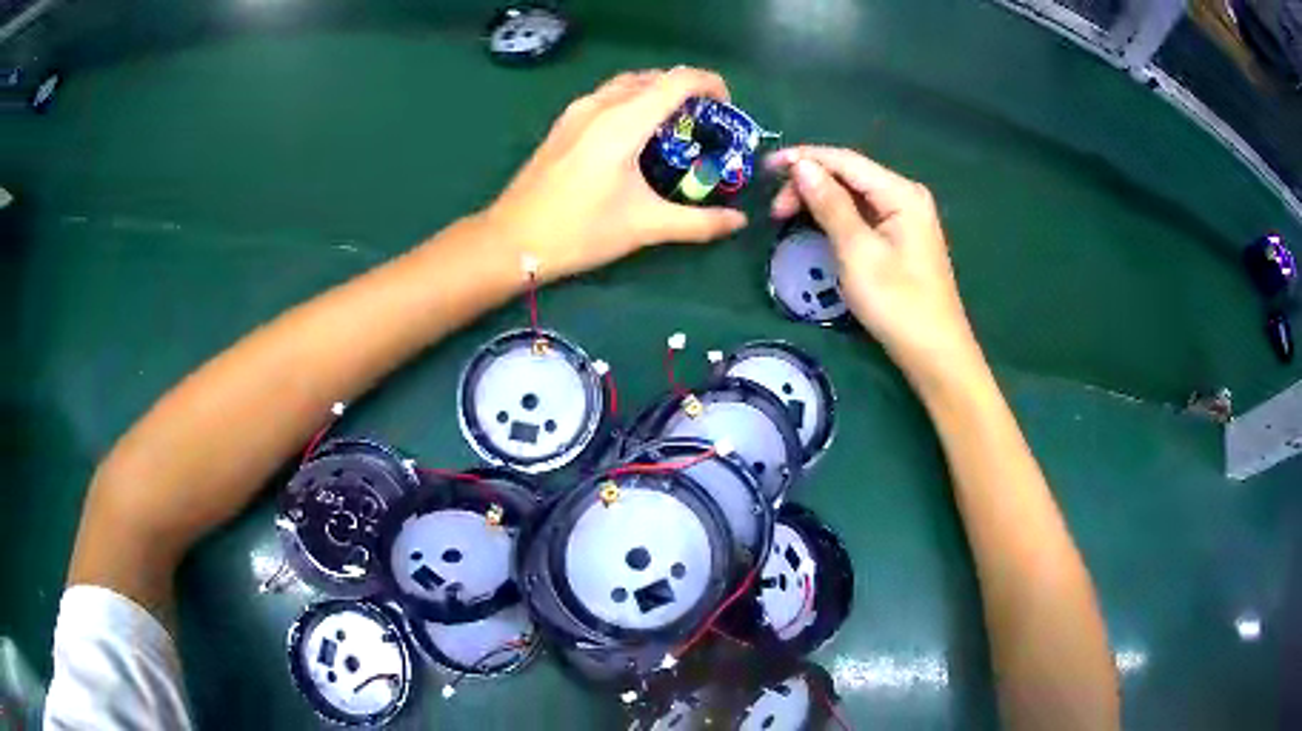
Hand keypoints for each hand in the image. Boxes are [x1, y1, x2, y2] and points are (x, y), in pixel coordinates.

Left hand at [482, 68, 748, 282]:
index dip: (711, 84)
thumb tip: (739, 221)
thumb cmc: (579, 231)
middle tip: (706, 121)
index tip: (728, 107)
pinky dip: (633, 101)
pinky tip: (637, 134)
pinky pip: (607, 96)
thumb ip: (698, 222)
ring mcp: (577, 111)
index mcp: (623, 121)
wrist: (511, 240)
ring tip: (676, 125)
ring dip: (658, 93)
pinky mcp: (563, 124)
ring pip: (628, 84)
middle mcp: (600, 105)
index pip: (678, 80)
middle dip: (687, 90)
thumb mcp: (644, 226)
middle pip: (654, 77)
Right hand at [766, 146, 981, 382]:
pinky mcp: (901, 237)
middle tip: (776, 210)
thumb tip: (801, 165)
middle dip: (809, 182)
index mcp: (901, 193)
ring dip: (819, 199)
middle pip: (849, 174)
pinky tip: (815, 223)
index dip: (803, 158)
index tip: (765, 168)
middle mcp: (905, 195)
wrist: (935, 354)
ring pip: (854, 194)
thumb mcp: (858, 252)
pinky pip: (862, 213)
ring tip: (786, 217)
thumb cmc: (897, 304)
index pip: (845, 160)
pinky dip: (835, 215)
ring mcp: (905, 216)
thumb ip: (830, 204)